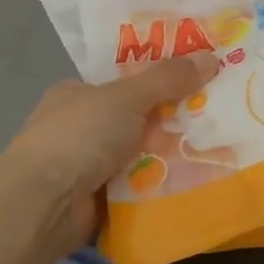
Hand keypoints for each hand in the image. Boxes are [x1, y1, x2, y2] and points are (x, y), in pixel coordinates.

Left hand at [0, 54, 218, 254]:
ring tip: (219, 149)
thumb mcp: (126, 97)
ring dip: (173, 155)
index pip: (125, 81)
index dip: (162, 79)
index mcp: (78, 95)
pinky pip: (142, 187)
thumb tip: (212, 58)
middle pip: (139, 118)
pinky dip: (164, 185)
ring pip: (144, 154)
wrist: (45, 205)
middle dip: (174, 120)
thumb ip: (168, 78)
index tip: (200, 81)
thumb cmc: (79, 137)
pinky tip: (198, 180)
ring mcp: (89, 166)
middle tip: (218, 116)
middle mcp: (82, 128)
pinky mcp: (100, 199)